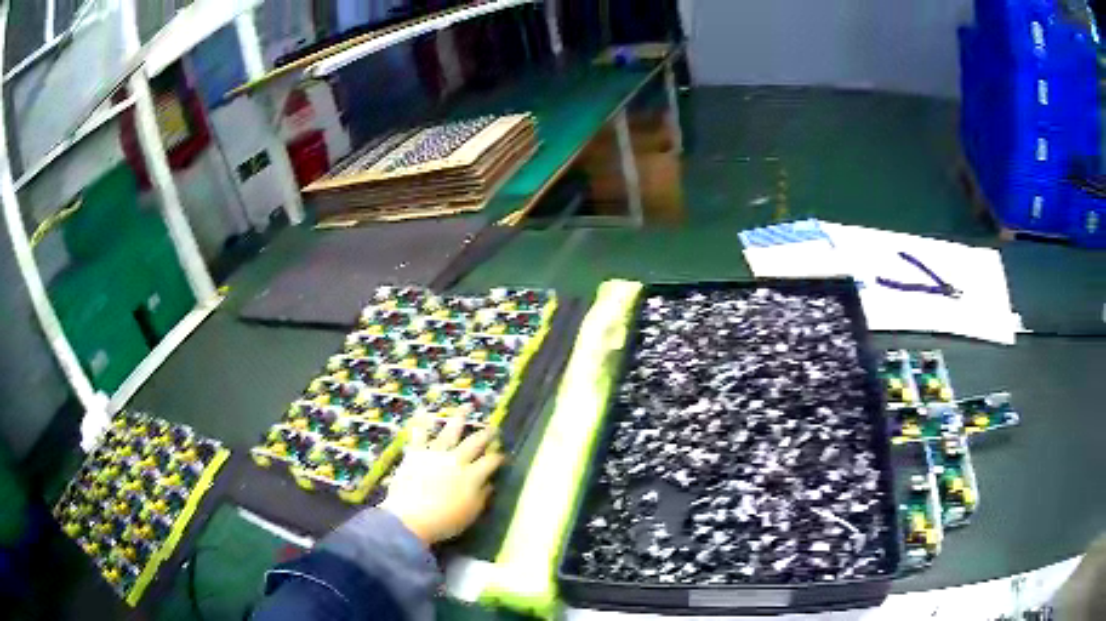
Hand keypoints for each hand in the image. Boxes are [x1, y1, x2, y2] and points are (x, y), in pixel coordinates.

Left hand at [381, 414, 504, 544]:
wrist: (410, 518)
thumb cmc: (444, 521)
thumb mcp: (470, 513)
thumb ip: (482, 497)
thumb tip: (489, 484)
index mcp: (472, 476)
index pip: (491, 462)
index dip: (499, 457)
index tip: (503, 455)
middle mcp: (456, 460)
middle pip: (475, 442)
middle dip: (486, 434)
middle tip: (493, 427)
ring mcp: (435, 454)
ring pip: (450, 432)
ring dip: (459, 420)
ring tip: (466, 409)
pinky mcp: (415, 454)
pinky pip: (419, 436)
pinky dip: (421, 425)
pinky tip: (423, 412)